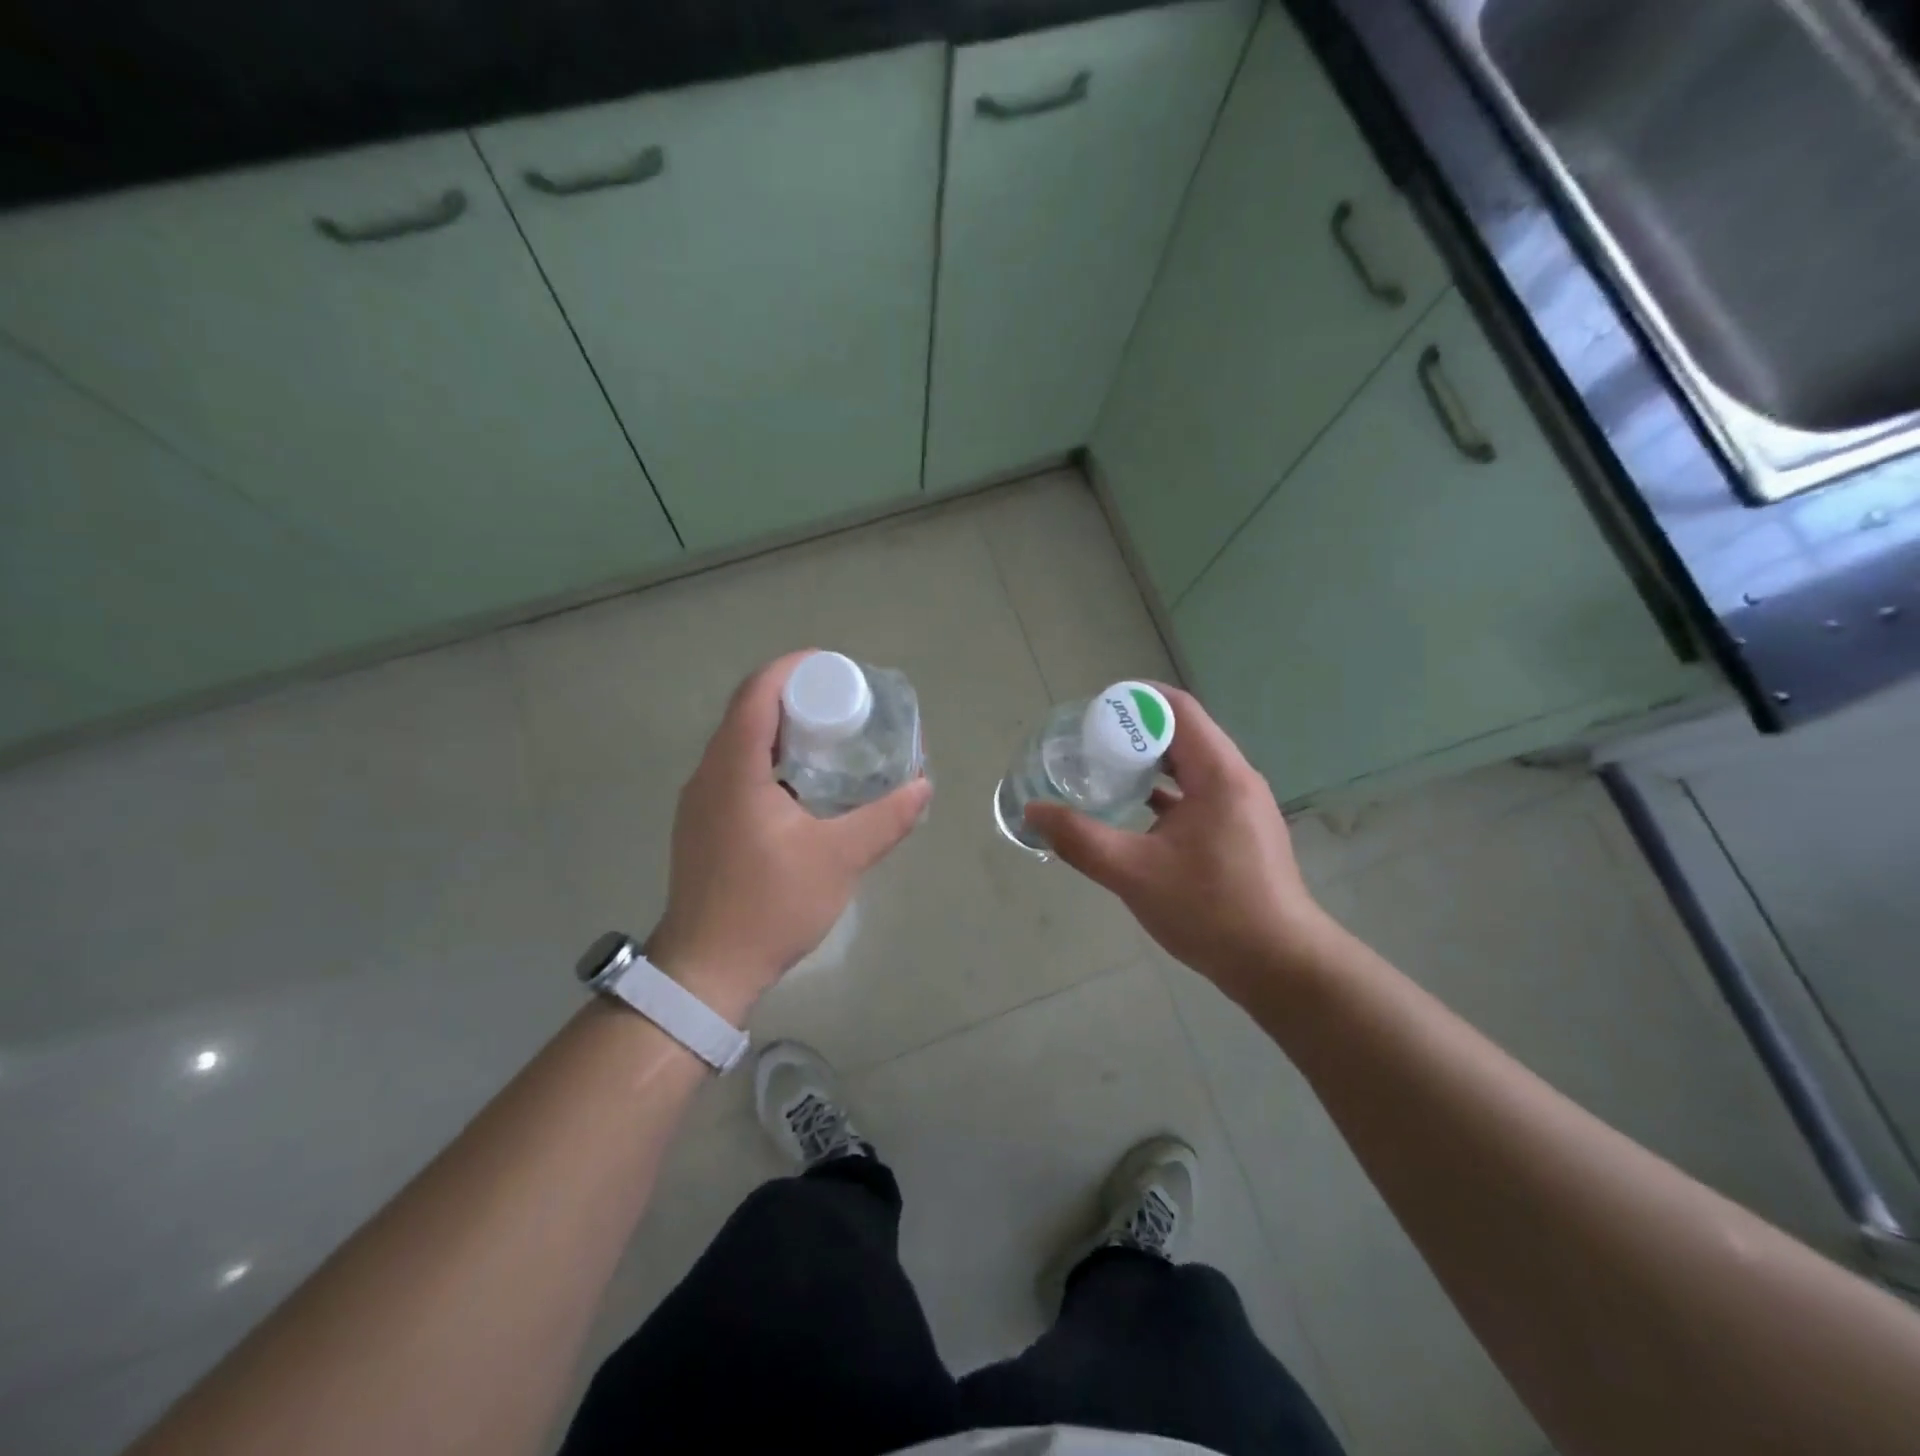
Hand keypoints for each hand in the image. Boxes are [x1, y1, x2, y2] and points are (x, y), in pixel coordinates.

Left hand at [646, 652, 932, 1020]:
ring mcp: (700, 801)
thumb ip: (885, 819)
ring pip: (739, 742)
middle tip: (844, 705)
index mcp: (734, 768)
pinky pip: (735, 770)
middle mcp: (709, 774)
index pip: (757, 692)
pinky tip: (802, 785)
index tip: (835, 668)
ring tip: (830, 739)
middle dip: (795, 697)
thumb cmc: (770, 906)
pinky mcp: (702, 825)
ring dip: (781, 729)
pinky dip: (768, 759)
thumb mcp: (839, 859)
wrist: (706, 970)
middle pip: (748, 711)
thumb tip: (923, 786)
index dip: (794, 669)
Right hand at [1024, 686, 1327, 1000]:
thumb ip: (1079, 839)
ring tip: (1105, 769)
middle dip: (1134, 731)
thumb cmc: (1209, 910)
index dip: (1134, 700)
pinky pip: (1198, 792)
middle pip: (1183, 733)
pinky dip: (1165, 791)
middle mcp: (1235, 779)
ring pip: (1190, 765)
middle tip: (1089, 742)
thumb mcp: (1133, 872)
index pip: (1177, 709)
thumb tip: (1034, 812)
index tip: (1093, 711)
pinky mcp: (1240, 830)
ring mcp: (1242, 805)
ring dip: (1150, 761)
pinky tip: (1134, 808)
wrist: (1278, 965)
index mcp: (1219, 774)